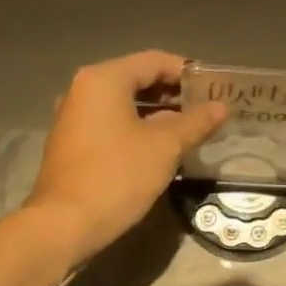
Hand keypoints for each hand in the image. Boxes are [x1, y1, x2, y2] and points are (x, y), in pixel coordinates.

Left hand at [24, 51, 225, 262]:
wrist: (64, 225)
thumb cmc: (118, 176)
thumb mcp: (165, 147)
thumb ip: (196, 122)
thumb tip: (220, 107)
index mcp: (104, 79)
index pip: (155, 61)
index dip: (188, 72)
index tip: (214, 89)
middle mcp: (84, 90)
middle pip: (138, 80)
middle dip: (174, 94)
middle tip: (207, 110)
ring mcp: (74, 117)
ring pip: (124, 105)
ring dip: (158, 114)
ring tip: (190, 130)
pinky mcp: (72, 143)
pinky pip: (111, 124)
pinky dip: (137, 128)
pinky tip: (160, 149)